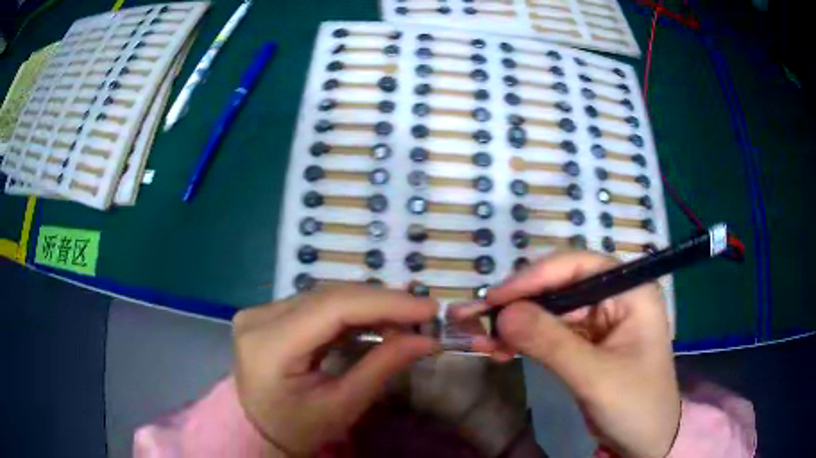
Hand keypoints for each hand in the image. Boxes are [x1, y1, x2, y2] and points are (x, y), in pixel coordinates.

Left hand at [232, 285, 438, 455]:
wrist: (261, 429)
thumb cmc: (299, 428)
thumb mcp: (342, 405)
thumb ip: (382, 366)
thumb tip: (427, 339)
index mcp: (268, 345)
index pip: (331, 308)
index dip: (384, 302)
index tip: (428, 308)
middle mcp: (259, 318)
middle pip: (329, 296)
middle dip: (382, 302)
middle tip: (423, 314)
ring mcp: (260, 312)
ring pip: (325, 295)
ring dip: (369, 304)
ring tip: (406, 317)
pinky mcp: (269, 314)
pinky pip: (317, 303)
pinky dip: (352, 310)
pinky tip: (377, 319)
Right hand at [486, 252, 680, 457]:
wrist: (645, 442)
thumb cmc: (634, 406)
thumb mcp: (595, 377)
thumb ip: (551, 343)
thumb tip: (503, 313)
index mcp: (631, 291)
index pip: (578, 267)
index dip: (534, 278)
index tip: (494, 298)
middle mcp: (615, 297)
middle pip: (559, 287)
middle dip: (517, 304)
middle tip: (474, 318)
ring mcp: (600, 321)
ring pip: (550, 311)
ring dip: (515, 324)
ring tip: (480, 339)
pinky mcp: (587, 343)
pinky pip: (550, 333)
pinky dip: (524, 341)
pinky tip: (501, 350)